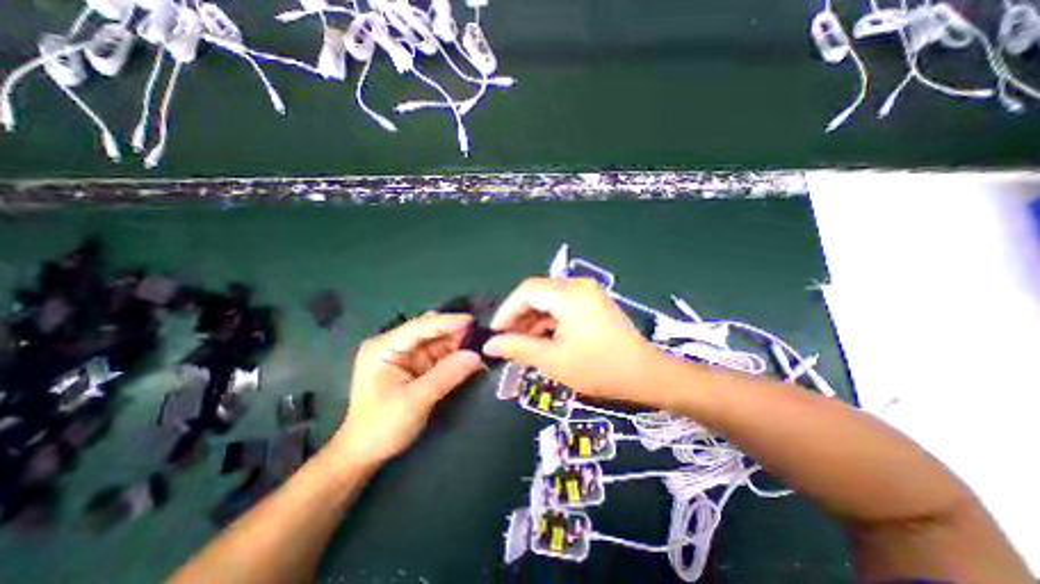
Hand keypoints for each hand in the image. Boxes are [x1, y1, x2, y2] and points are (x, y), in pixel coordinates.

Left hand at [328, 312, 482, 466]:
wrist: (365, 454)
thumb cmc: (382, 427)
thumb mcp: (415, 401)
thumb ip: (446, 375)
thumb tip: (476, 356)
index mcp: (384, 347)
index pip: (420, 326)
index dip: (448, 322)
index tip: (473, 321)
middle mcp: (395, 345)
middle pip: (430, 331)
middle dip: (455, 332)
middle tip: (481, 335)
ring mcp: (406, 356)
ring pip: (438, 342)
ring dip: (458, 344)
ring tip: (481, 345)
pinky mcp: (416, 367)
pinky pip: (440, 355)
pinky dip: (455, 356)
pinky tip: (470, 357)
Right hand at [482, 276, 655, 401]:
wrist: (645, 374)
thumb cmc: (598, 368)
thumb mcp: (552, 360)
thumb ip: (518, 348)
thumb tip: (489, 345)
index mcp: (568, 294)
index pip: (526, 291)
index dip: (507, 310)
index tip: (495, 332)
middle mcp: (578, 286)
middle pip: (538, 293)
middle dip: (519, 316)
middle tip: (506, 340)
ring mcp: (588, 293)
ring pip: (550, 300)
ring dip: (534, 319)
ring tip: (521, 343)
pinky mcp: (593, 303)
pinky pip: (563, 306)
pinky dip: (549, 321)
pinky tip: (542, 339)